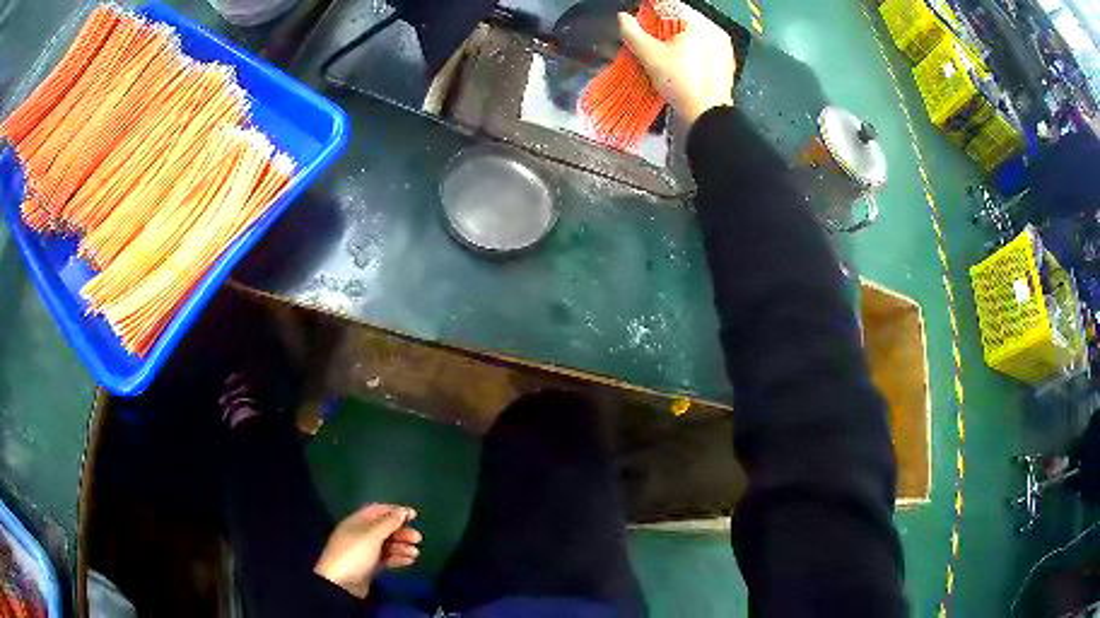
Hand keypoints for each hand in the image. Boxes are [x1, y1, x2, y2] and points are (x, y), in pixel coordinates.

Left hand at [313, 504, 421, 598]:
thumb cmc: (355, 553)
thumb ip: (389, 523)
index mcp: (357, 522)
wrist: (341, 583)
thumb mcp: (372, 535)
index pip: (377, 510)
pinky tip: (409, 561)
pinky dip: (398, 558)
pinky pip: (386, 558)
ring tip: (415, 553)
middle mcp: (361, 534)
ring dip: (402, 547)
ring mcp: (365, 551)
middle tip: (418, 538)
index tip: (413, 515)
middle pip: (384, 528)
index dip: (395, 511)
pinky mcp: (370, 566)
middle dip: (401, 532)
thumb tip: (403, 511)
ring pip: (387, 545)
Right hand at [619, 5, 735, 125]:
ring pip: (694, 39)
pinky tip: (678, 70)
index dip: (652, 16)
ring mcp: (724, 51)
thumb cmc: (681, 82)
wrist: (706, 115)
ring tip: (662, 59)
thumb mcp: (649, 54)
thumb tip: (623, 18)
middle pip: (683, 23)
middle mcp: (716, 33)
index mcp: (701, 24)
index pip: (671, 7)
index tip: (641, 27)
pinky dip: (690, 57)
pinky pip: (703, 54)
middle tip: (650, 44)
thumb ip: (632, 32)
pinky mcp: (725, 68)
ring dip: (676, 44)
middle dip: (664, 31)